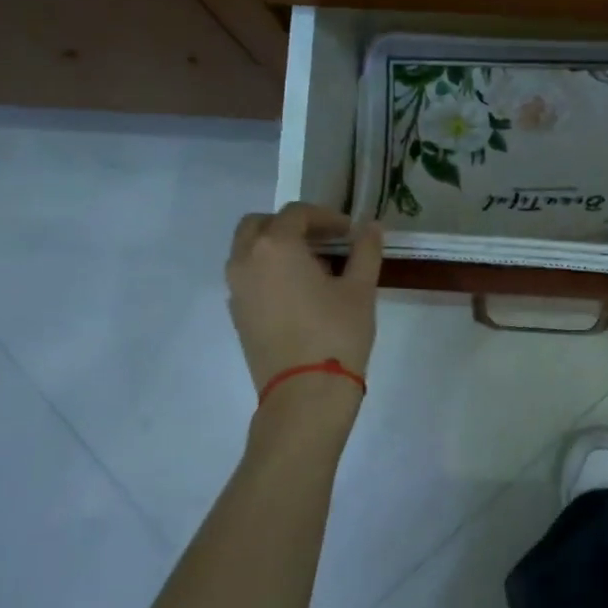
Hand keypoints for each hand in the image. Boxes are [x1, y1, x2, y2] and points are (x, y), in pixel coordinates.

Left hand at [226, 204, 382, 393]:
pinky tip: (298, 293)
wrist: (305, 394)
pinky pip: (248, 278)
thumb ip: (365, 251)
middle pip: (261, 225)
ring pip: (249, 251)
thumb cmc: (337, 334)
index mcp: (275, 246)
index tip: (350, 232)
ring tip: (314, 268)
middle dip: (292, 226)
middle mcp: (246, 260)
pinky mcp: (237, 315)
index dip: (326, 217)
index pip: (297, 213)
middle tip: (324, 241)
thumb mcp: (360, 290)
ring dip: (277, 247)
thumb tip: (371, 227)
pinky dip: (268, 272)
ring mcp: (236, 289)